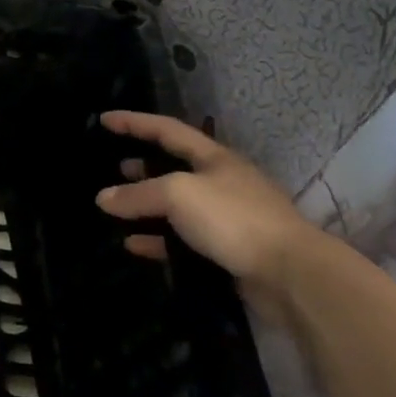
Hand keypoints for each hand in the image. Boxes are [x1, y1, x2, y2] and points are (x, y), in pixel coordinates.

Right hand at [95, 111, 316, 292]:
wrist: (292, 277)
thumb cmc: (233, 219)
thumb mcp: (177, 195)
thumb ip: (137, 194)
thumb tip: (103, 198)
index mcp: (214, 158)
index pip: (167, 130)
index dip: (134, 122)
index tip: (104, 119)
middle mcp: (222, 183)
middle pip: (175, 168)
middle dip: (144, 167)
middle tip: (115, 168)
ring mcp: (228, 219)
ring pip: (178, 207)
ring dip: (147, 207)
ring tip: (117, 209)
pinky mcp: (228, 251)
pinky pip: (183, 240)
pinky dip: (157, 240)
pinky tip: (134, 245)